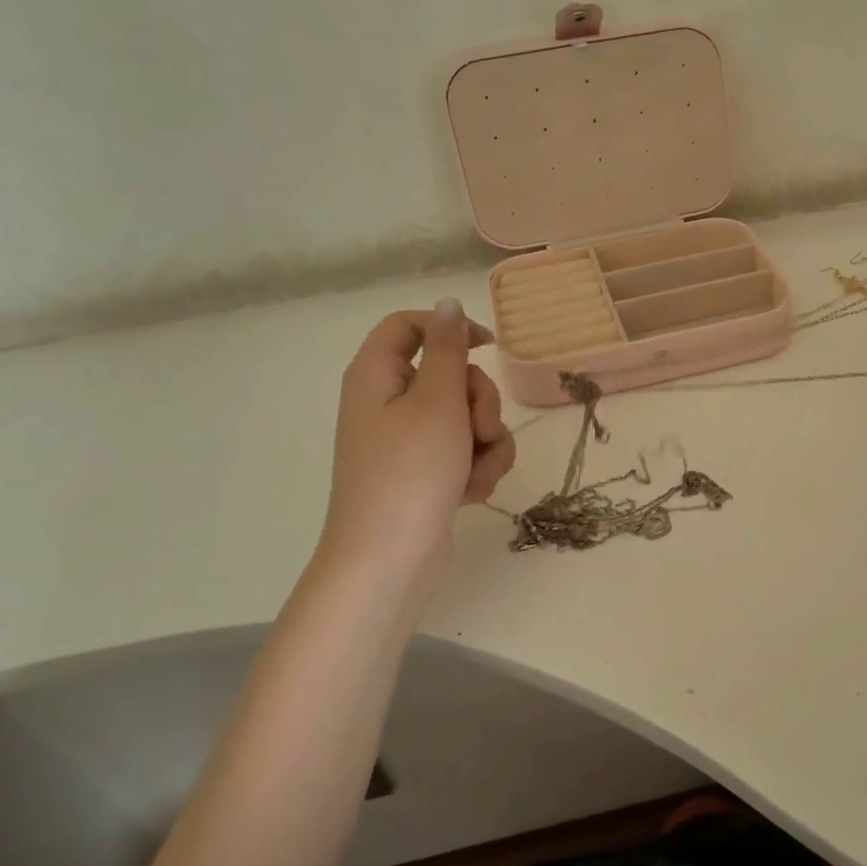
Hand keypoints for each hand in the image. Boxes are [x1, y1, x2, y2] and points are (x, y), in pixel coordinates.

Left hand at [314, 300, 515, 597]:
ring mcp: (408, 441)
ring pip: (466, 416)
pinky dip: (477, 467)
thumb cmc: (410, 473)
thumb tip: (448, 304)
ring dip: (486, 441)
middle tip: (479, 429)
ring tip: (477, 472)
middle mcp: (389, 403)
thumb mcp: (437, 402)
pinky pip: (465, 451)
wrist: (390, 561)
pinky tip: (472, 492)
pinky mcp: (426, 473)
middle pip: (449, 374)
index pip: (409, 326)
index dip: (450, 328)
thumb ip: (448, 349)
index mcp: (377, 376)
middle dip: (480, 401)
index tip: (489, 347)